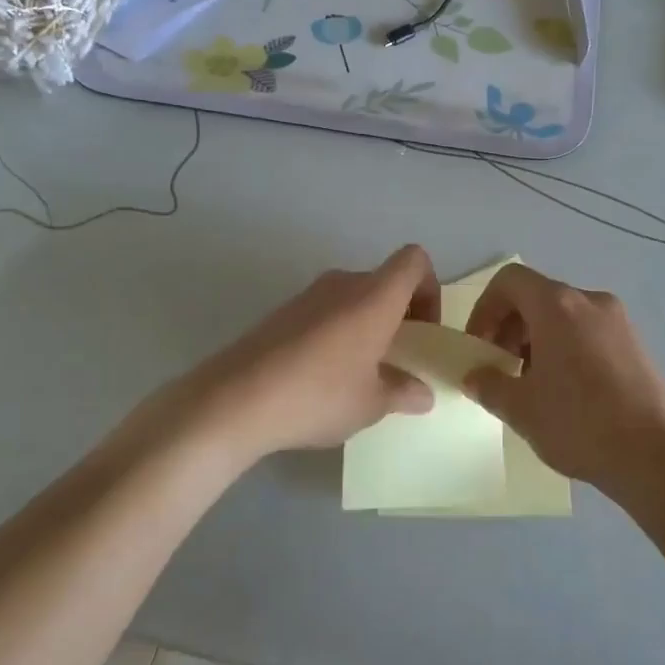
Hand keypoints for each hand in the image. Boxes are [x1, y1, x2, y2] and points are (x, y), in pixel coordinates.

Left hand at [154, 244, 441, 462]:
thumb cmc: (318, 395)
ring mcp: (308, 295)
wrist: (235, 399)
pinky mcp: (282, 312)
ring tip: (361, 373)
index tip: (423, 331)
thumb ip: (403, 392)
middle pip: (385, 281)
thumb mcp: (371, 404)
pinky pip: (326, 311)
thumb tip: (422, 393)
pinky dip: (338, 332)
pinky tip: (325, 376)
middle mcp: (343, 284)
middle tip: (398, 359)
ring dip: (368, 325)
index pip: (414, 260)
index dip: (429, 289)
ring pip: (354, 298)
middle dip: (400, 315)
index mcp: (374, 296)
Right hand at [463, 263, 664, 499]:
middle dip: (510, 327)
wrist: (656, 456)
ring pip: (563, 316)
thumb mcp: (520, 408)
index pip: (509, 280)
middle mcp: (589, 301)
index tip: (480, 346)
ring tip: (532, 385)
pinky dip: (565, 348)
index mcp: (557, 305)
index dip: (485, 308)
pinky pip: (588, 332)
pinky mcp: (635, 344)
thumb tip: (474, 375)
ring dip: (537, 340)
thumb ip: (488, 384)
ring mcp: (618, 321)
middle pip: (537, 296)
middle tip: (501, 368)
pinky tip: (566, 392)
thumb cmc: (579, 423)